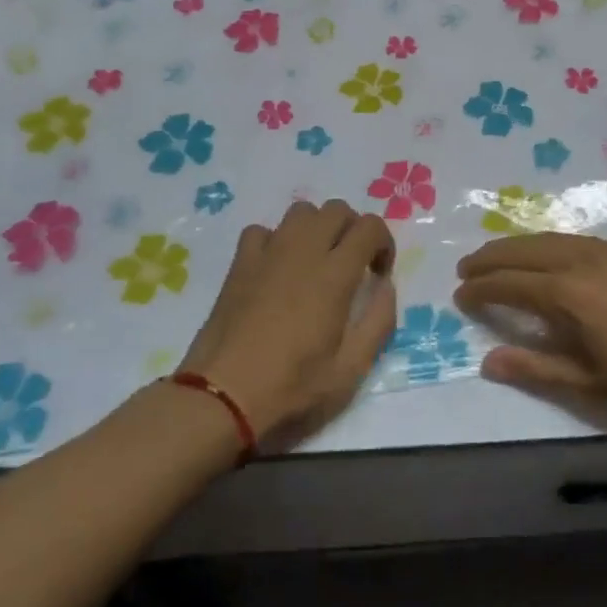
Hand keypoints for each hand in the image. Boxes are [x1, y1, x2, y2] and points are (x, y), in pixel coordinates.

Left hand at [176, 200, 396, 449]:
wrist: (222, 396)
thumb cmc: (291, 387)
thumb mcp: (350, 370)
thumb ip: (378, 322)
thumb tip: (385, 287)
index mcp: (334, 275)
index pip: (370, 227)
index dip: (383, 244)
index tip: (378, 275)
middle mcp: (303, 251)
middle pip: (336, 209)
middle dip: (353, 229)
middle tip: (352, 265)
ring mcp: (267, 254)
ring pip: (300, 212)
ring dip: (317, 228)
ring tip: (316, 262)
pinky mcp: (240, 264)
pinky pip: (262, 231)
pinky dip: (276, 240)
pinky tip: (277, 269)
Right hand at [454, 233, 606, 417]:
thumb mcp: (587, 380)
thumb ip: (535, 366)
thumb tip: (487, 361)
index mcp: (567, 293)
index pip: (510, 284)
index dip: (481, 289)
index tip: (459, 294)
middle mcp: (580, 261)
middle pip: (524, 250)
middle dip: (491, 257)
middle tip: (466, 267)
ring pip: (549, 238)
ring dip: (518, 245)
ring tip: (498, 256)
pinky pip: (574, 239)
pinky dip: (548, 243)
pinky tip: (549, 254)